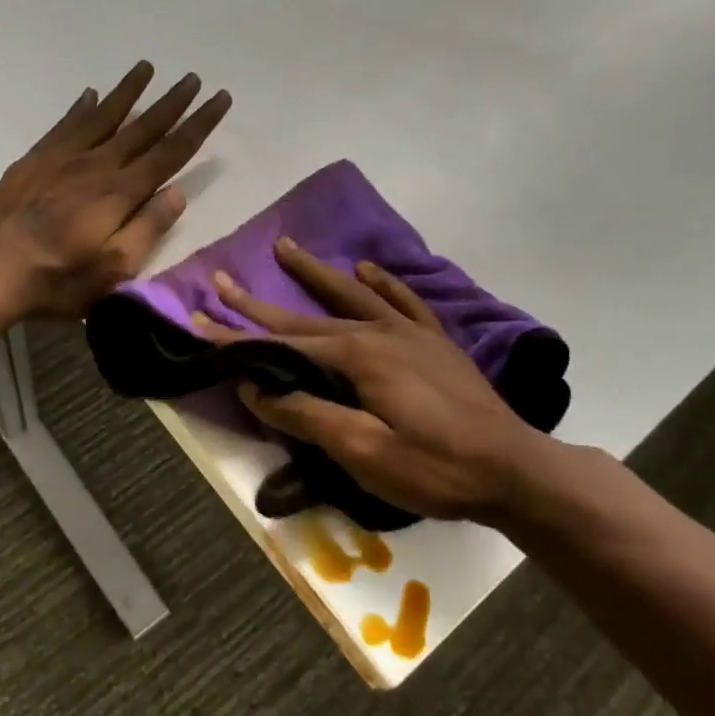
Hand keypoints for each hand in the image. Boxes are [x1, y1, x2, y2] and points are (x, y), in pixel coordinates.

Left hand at [0, 62, 230, 321]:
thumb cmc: (57, 280)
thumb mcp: (114, 270)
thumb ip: (147, 229)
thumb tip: (176, 193)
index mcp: (121, 192)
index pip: (170, 152)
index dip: (198, 125)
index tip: (219, 99)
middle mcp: (96, 165)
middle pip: (143, 127)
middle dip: (172, 103)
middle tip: (193, 78)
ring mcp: (62, 158)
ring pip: (104, 116)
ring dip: (128, 92)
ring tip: (147, 68)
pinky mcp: (34, 160)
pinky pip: (64, 125)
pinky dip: (80, 107)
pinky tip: (90, 95)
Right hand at [194, 239, 555, 520]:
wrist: (514, 469)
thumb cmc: (435, 468)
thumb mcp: (363, 453)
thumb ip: (306, 415)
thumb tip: (254, 387)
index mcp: (357, 357)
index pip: (282, 344)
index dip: (238, 335)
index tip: (200, 318)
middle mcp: (379, 332)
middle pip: (307, 314)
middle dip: (260, 302)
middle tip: (222, 279)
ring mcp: (410, 332)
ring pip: (351, 294)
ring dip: (315, 273)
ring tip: (286, 246)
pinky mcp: (435, 342)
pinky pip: (404, 300)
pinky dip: (383, 282)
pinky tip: (369, 268)